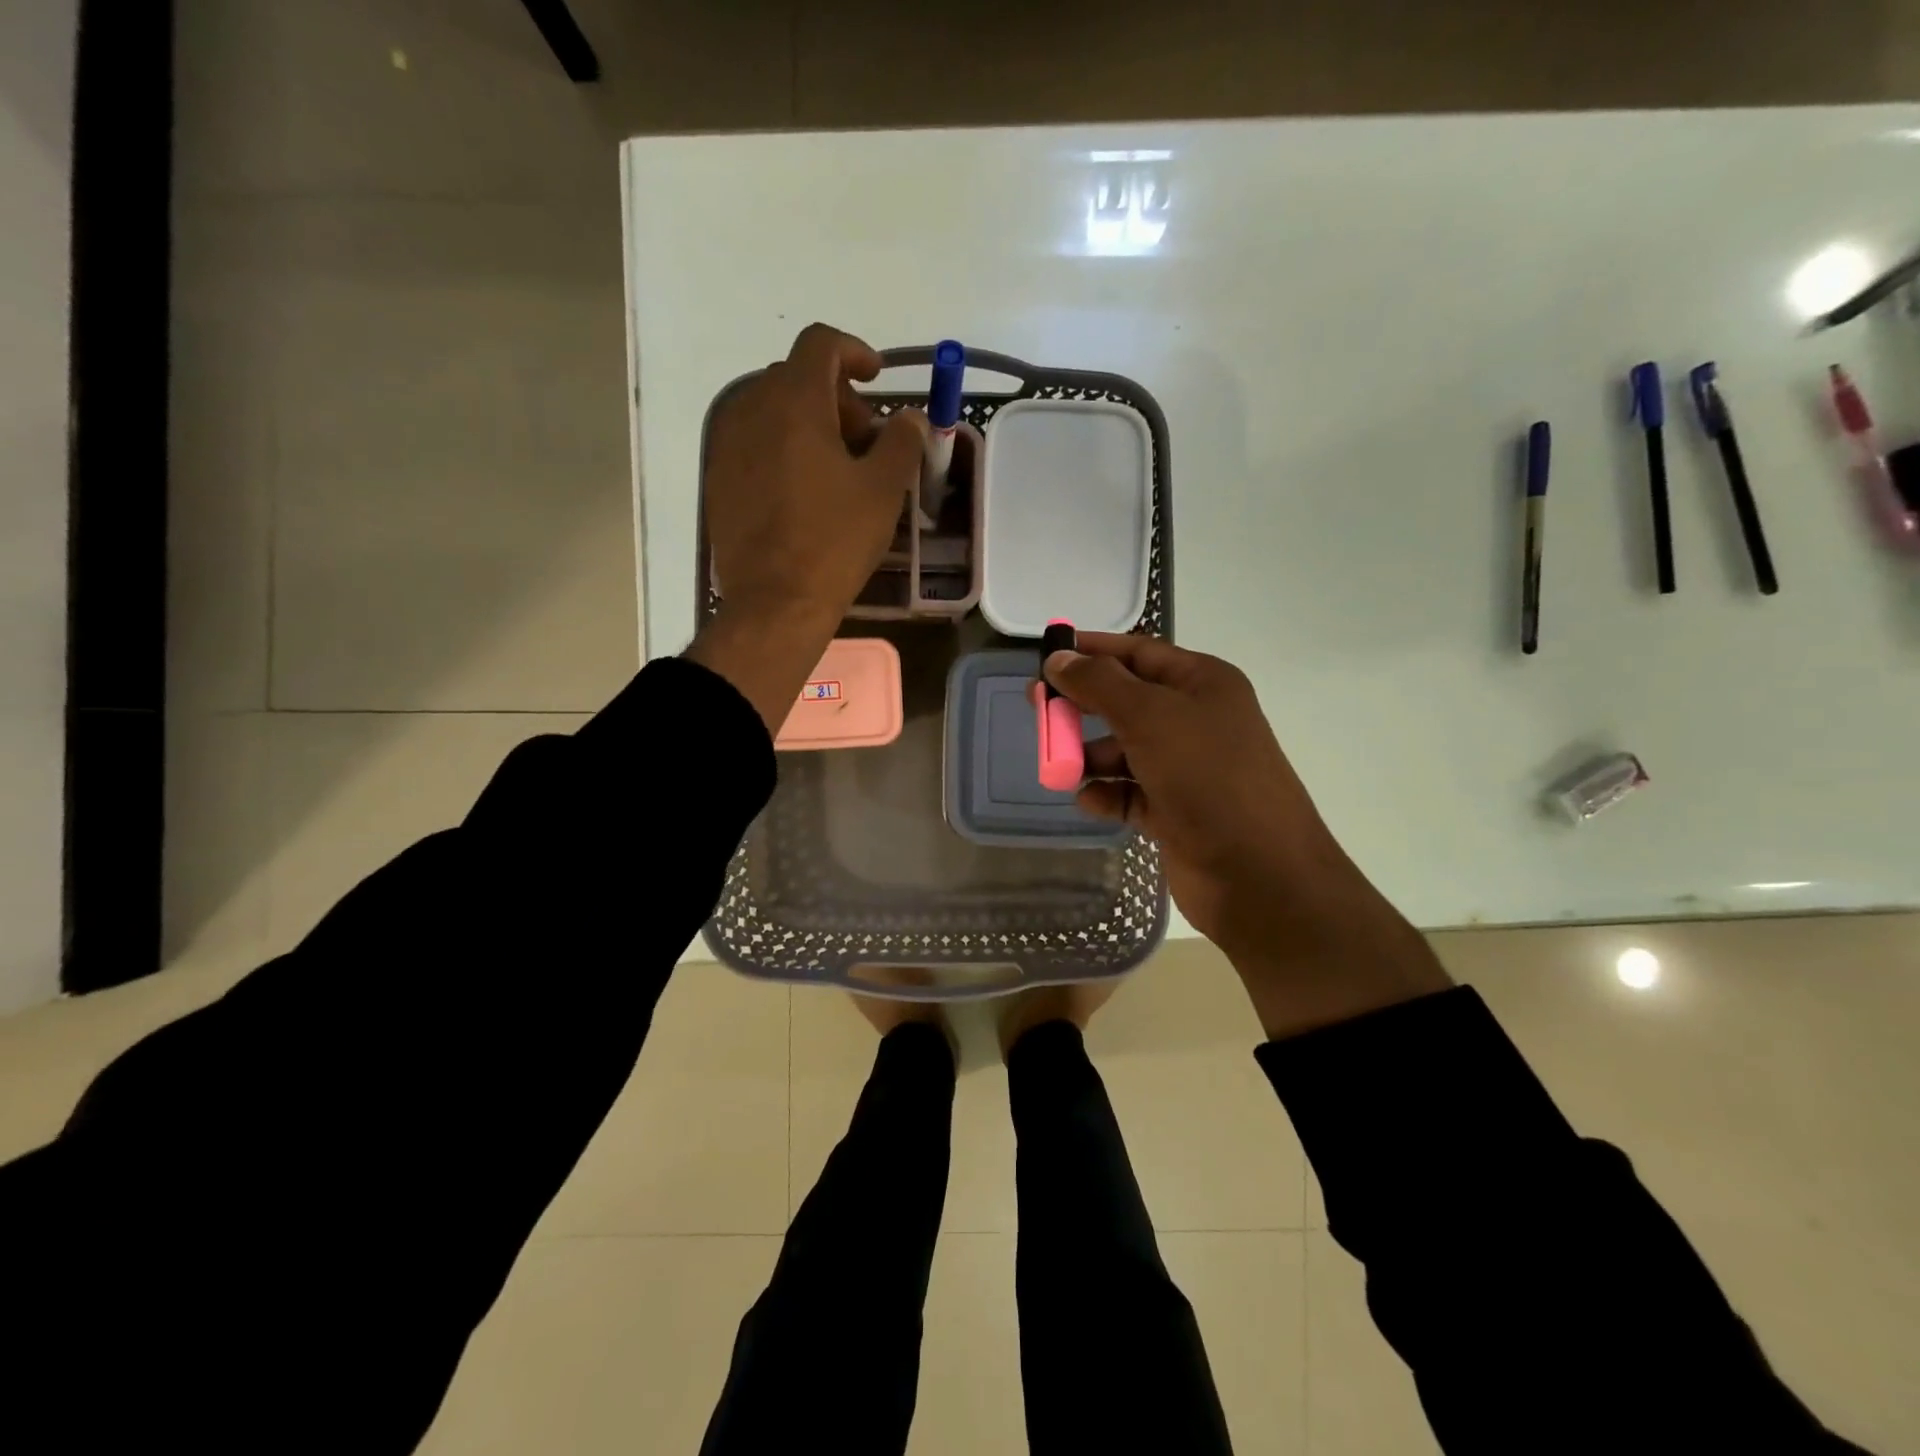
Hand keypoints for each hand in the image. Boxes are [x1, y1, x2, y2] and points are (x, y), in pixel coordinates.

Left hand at [686, 324, 926, 733]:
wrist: (775, 602)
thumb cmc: (835, 541)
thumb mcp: (884, 490)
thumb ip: (902, 441)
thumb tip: (909, 418)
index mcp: (794, 402)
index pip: (820, 344)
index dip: (854, 351)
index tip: (877, 378)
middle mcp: (752, 410)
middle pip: (796, 378)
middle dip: (837, 398)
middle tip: (866, 440)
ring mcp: (727, 446)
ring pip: (772, 411)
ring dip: (809, 424)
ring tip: (837, 470)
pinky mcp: (718, 480)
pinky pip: (754, 444)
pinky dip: (783, 449)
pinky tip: (804, 493)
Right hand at [1045, 634, 1450, 1038]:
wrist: (1259, 875)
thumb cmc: (1207, 777)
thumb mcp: (1150, 717)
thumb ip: (1098, 684)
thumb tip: (1058, 660)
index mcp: (1202, 683)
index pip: (1138, 652)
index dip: (1092, 650)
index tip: (1047, 655)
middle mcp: (1196, 720)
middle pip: (1126, 701)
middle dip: (1082, 706)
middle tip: (1038, 710)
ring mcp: (1187, 769)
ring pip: (1124, 750)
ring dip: (1090, 756)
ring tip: (1060, 767)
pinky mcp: (1175, 811)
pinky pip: (1129, 793)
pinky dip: (1106, 794)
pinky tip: (1089, 801)